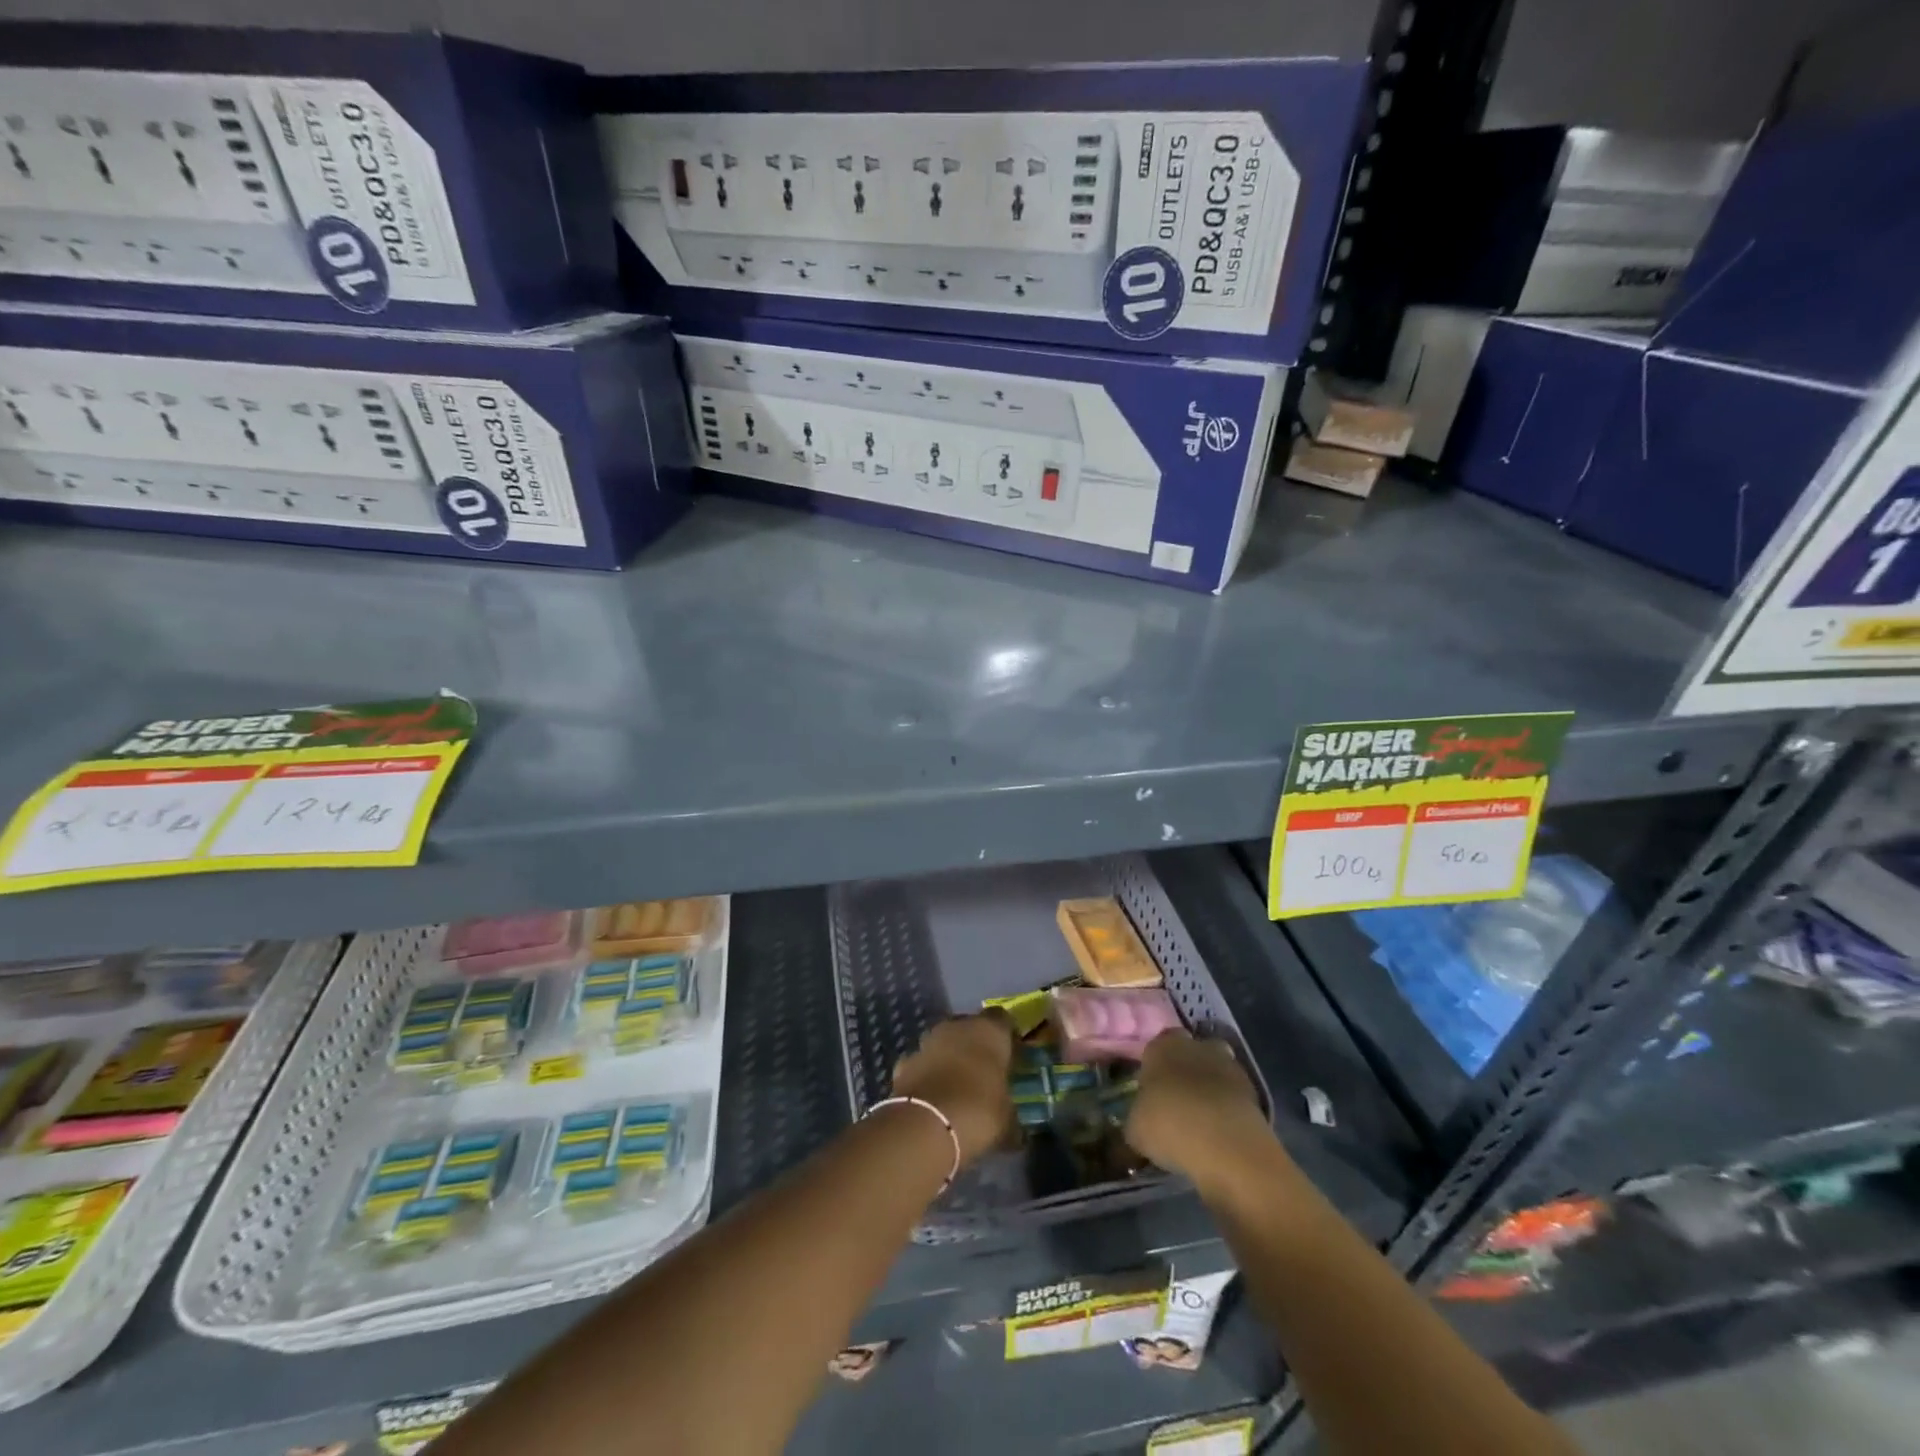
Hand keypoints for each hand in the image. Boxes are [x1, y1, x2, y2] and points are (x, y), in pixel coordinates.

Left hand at [890, 1012, 1014, 1164]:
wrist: (926, 1125)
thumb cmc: (979, 1113)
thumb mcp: (1007, 1119)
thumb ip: (1010, 1112)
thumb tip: (1016, 1127)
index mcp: (989, 1031)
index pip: (1002, 1019)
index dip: (1006, 1036)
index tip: (1011, 1055)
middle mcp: (957, 1026)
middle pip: (969, 1026)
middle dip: (975, 1045)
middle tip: (984, 1071)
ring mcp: (927, 1041)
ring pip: (943, 1042)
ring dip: (949, 1057)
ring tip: (957, 1086)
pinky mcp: (904, 1061)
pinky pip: (922, 1063)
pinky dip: (927, 1075)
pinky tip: (932, 1098)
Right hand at [1125, 1030, 1274, 1189]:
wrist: (1226, 1144)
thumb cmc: (1169, 1125)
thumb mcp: (1135, 1130)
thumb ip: (1136, 1120)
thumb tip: (1138, 1125)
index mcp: (1162, 1046)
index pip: (1156, 1045)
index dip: (1154, 1066)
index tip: (1151, 1090)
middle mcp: (1196, 1045)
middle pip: (1190, 1052)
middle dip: (1184, 1071)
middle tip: (1176, 1101)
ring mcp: (1229, 1065)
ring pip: (1214, 1071)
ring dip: (1209, 1088)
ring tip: (1200, 1120)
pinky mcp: (1254, 1091)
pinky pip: (1233, 1095)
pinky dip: (1228, 1108)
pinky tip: (1219, 1132)